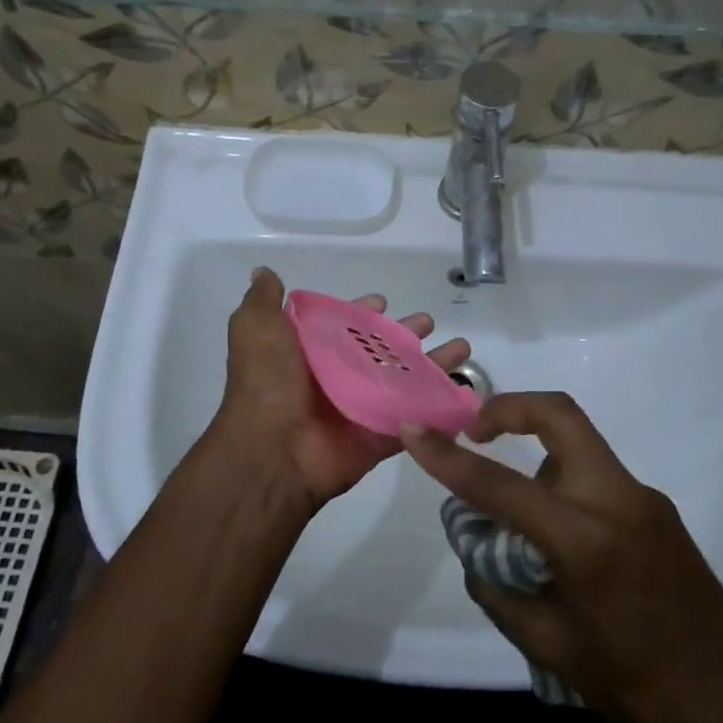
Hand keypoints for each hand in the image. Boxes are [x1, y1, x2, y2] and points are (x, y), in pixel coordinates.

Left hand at [215, 267, 470, 511]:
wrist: (274, 450)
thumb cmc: (268, 382)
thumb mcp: (256, 329)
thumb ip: (263, 300)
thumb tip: (264, 272)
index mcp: (310, 353)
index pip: (344, 325)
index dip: (363, 312)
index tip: (382, 302)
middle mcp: (337, 377)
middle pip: (381, 351)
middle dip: (407, 335)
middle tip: (429, 322)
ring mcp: (362, 407)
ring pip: (406, 381)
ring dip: (434, 366)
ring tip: (462, 349)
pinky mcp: (381, 435)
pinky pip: (416, 419)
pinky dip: (440, 408)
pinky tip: (466, 392)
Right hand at [401, 392, 722, 722]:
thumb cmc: (632, 687)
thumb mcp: (547, 644)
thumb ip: (497, 584)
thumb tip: (476, 541)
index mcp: (584, 539)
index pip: (499, 485)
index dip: (448, 458)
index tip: (414, 431)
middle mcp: (617, 500)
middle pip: (560, 414)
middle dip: (510, 407)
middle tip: (477, 429)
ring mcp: (645, 498)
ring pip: (579, 447)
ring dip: (540, 459)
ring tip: (522, 521)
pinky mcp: (660, 509)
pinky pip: (599, 478)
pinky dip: (567, 488)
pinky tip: (566, 545)